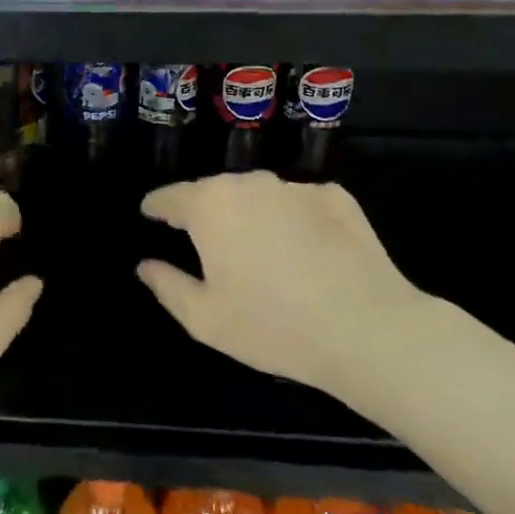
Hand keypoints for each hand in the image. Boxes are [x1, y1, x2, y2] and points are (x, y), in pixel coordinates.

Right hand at [138, 172, 430, 416]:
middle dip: (205, 211)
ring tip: (257, 248)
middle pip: (215, 191)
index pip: (170, 196)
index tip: (150, 214)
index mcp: (210, 206)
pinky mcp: (336, 197)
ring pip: (259, 195)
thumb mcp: (205, 319)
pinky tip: (305, 252)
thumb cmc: (273, 326)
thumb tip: (145, 265)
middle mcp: (249, 184)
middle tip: (206, 243)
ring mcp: (295, 187)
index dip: (157, 206)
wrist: (368, 330)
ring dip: (250, 214)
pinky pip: (299, 204)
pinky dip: (292, 219)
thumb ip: (167, 286)